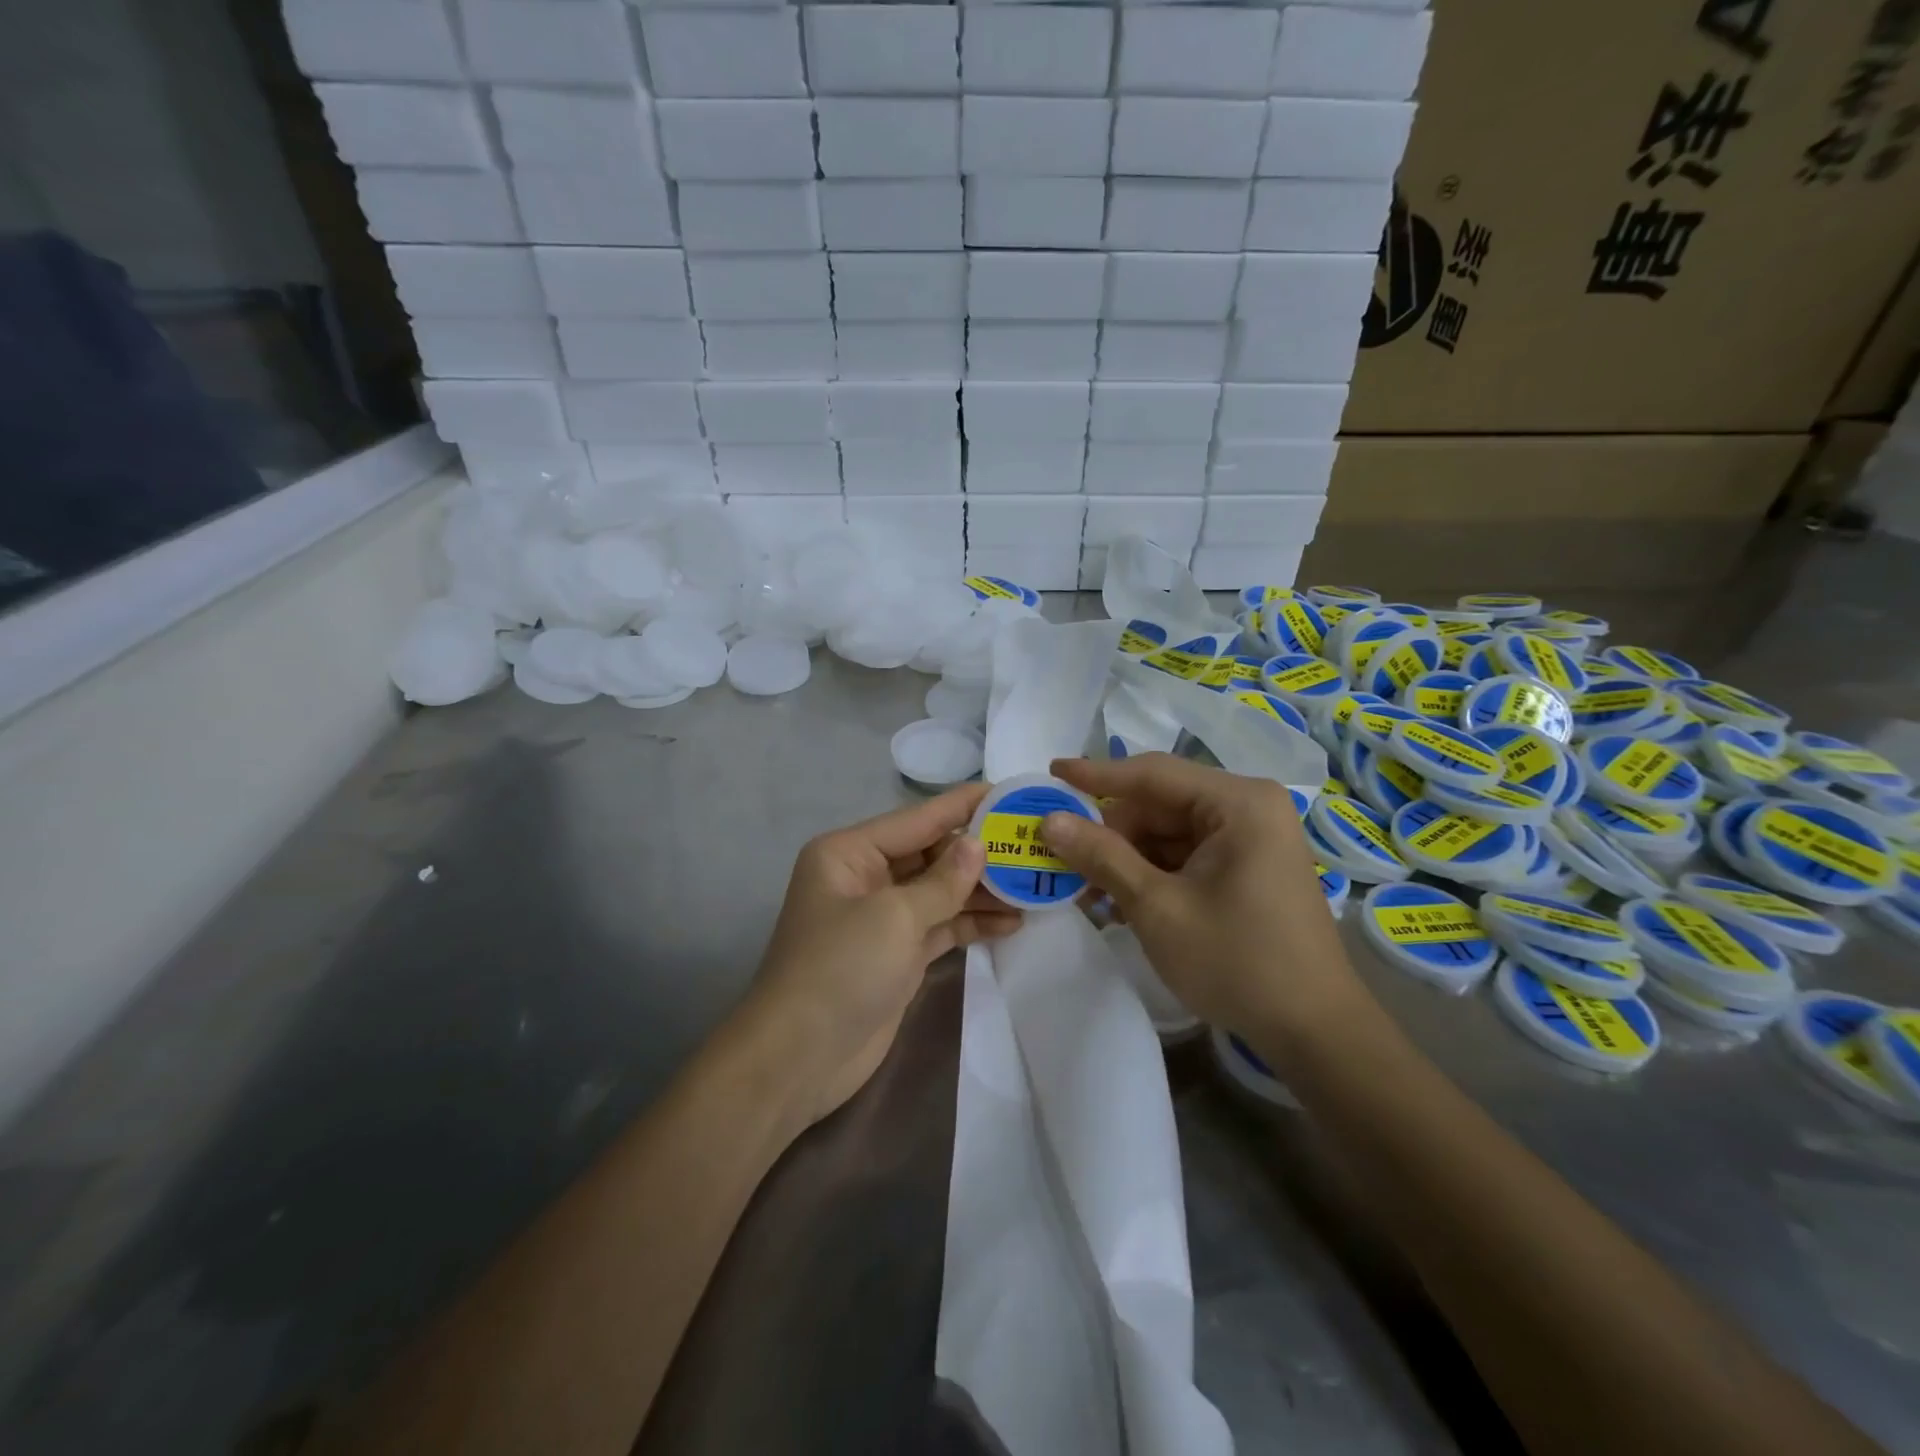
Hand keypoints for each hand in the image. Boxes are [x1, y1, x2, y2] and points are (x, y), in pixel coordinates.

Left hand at [744, 784, 1020, 1130]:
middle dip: (980, 853)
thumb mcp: (894, 916)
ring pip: (941, 892)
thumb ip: (943, 880)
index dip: (964, 806)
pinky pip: (941, 926)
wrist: (800, 1059)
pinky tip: (1012, 922)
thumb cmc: (840, 969)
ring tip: (1034, 885)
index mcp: (850, 852)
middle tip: (1034, 845)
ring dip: (982, 891)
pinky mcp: (898, 954)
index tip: (1010, 792)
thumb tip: (979, 844)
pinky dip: (971, 923)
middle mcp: (865, 876)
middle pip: (932, 854)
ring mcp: (882, 917)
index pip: (918, 819)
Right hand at [1041, 754, 1368, 1045]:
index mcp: (1238, 802)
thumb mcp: (1157, 907)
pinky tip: (1119, 903)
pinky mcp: (1248, 867)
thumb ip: (1102, 857)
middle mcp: (1248, 808)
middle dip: (1111, 833)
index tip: (1050, 772)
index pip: (1153, 773)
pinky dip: (1151, 874)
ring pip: (1168, 832)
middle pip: (1160, 804)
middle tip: (1062, 857)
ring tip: (1087, 892)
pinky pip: (1186, 855)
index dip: (1095, 775)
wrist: (1314, 1031)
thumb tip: (1050, 820)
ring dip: (1126, 859)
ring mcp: (1251, 838)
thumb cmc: (1237, 961)